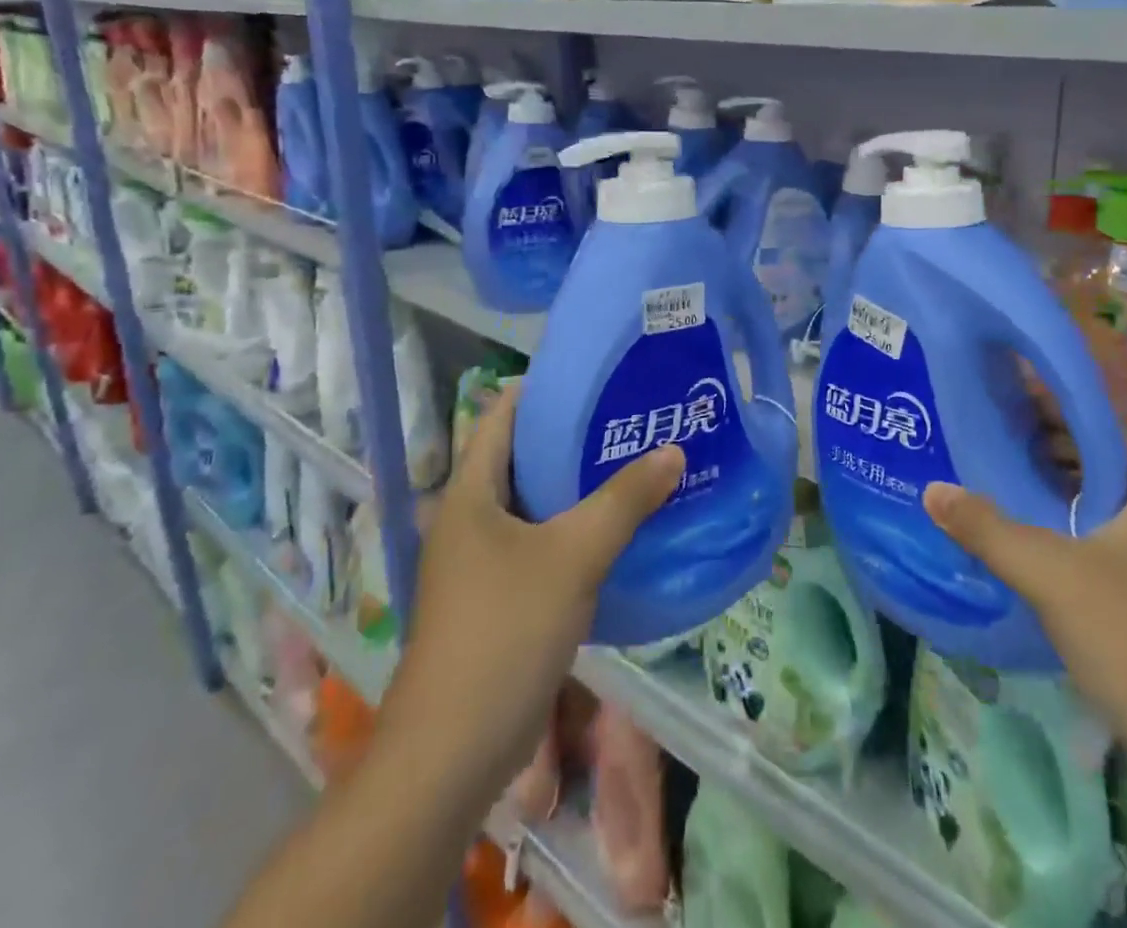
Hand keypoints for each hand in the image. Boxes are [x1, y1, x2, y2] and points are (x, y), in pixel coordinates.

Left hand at [381, 381, 684, 791]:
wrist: (453, 751)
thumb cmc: (505, 631)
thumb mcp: (574, 555)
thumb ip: (624, 500)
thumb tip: (673, 450)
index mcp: (469, 492)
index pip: (501, 414)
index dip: (543, 387)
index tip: (595, 374)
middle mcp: (469, 518)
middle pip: (521, 457)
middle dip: (572, 436)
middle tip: (628, 416)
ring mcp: (480, 562)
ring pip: (534, 504)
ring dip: (577, 486)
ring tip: (633, 462)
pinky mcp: (496, 598)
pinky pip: (539, 544)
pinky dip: (573, 528)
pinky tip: (617, 528)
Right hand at [923, 445, 1126, 791]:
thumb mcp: (1050, 575)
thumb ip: (986, 527)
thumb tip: (931, 490)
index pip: (1106, 430)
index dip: (1055, 414)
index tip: (1004, 409)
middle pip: (1109, 469)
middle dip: (1052, 457)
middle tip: (993, 450)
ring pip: (1114, 513)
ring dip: (1064, 501)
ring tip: (1004, 494)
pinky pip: (1121, 550)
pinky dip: (1081, 539)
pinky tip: (1039, 554)